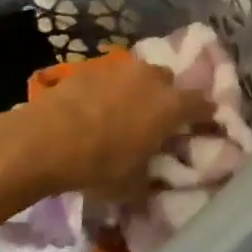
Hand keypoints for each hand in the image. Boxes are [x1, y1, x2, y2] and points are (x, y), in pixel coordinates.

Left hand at [24, 55, 213, 201]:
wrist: (45, 139)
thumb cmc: (99, 164)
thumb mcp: (133, 185)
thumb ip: (152, 178)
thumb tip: (155, 182)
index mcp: (172, 105)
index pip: (203, 104)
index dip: (205, 115)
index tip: (204, 126)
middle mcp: (152, 78)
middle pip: (170, 82)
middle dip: (167, 98)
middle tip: (156, 121)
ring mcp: (120, 68)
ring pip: (139, 76)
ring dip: (137, 91)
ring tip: (123, 113)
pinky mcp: (90, 67)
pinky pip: (110, 78)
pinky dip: (109, 90)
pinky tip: (95, 109)